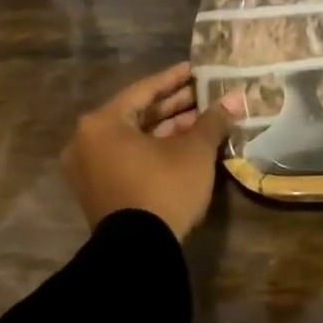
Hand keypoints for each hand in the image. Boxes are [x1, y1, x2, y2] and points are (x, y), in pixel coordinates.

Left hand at [62, 62, 242, 240]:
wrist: (138, 252)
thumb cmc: (163, 187)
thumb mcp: (194, 150)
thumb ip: (213, 120)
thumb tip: (236, 97)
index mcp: (102, 123)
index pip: (144, 91)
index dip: (173, 79)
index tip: (195, 70)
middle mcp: (87, 142)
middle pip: (137, 114)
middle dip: (173, 106)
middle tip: (202, 95)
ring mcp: (89, 170)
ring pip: (133, 139)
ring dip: (167, 129)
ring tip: (201, 120)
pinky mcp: (99, 192)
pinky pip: (128, 158)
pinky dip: (154, 149)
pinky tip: (185, 145)